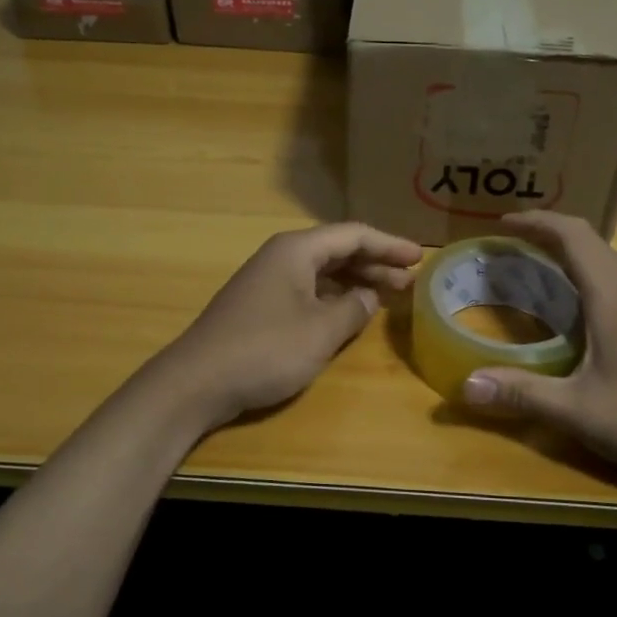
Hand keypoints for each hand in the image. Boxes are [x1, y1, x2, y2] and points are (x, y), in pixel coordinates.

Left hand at [163, 223, 422, 428]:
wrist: (196, 382)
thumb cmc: (264, 350)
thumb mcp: (320, 331)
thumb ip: (353, 309)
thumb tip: (367, 296)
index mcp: (296, 250)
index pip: (353, 235)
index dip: (389, 244)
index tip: (420, 257)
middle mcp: (282, 257)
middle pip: (338, 250)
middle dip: (376, 263)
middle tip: (411, 280)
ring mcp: (268, 281)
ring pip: (323, 272)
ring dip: (356, 281)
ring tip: (389, 295)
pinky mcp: (261, 306)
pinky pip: (309, 290)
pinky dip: (334, 297)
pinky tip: (350, 313)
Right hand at [460, 211, 616, 489]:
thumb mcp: (579, 411)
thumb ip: (522, 394)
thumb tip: (465, 385)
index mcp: (614, 299)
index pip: (574, 236)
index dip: (536, 221)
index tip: (500, 223)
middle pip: (589, 241)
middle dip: (546, 232)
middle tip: (505, 244)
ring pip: (604, 262)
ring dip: (567, 253)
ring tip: (529, 267)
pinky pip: (614, 283)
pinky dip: (583, 276)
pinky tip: (569, 307)